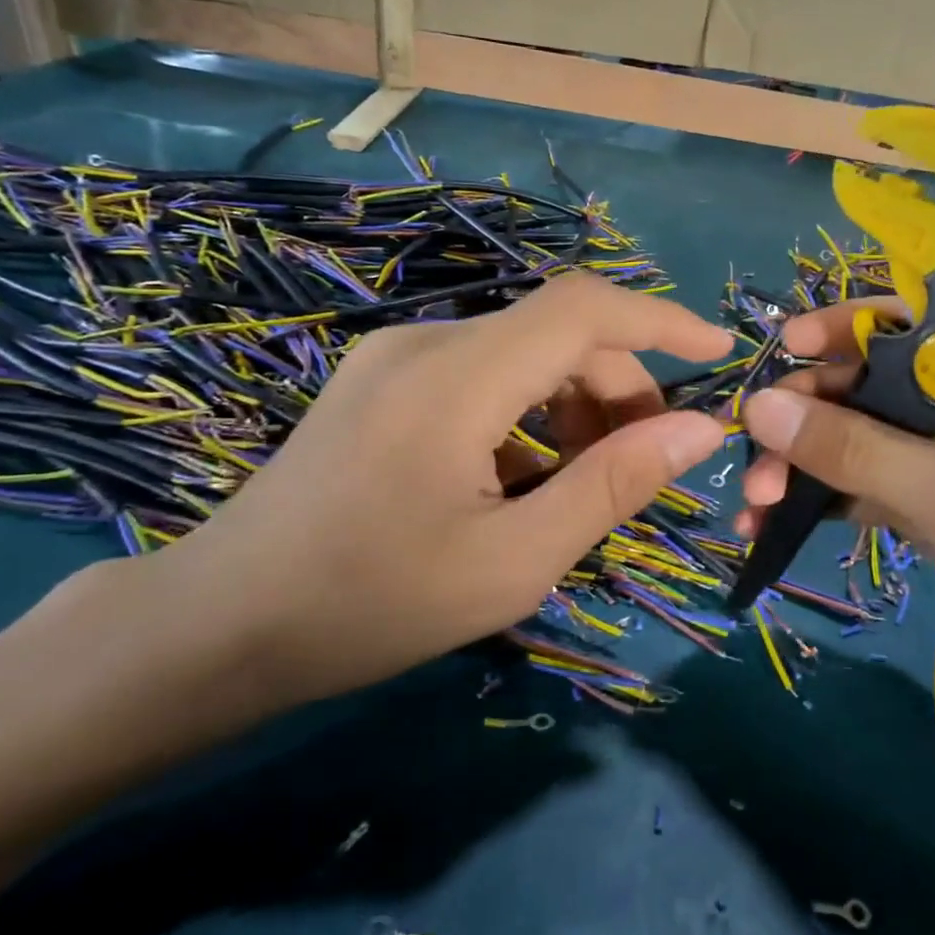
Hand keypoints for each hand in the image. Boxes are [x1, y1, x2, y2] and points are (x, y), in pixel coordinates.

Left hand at [139, 273, 732, 710]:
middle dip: (620, 387)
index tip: (719, 353)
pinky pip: (483, 374)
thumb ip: (614, 485)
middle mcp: (426, 342)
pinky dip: (528, 412)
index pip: (584, 308)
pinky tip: (519, 478)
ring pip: (522, 353)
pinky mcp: (380, 381)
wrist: (216, 627)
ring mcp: (395, 357)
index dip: (661, 320)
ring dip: (575, 403)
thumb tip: (701, 429)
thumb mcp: (514, 561)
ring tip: (583, 480)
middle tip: (645, 461)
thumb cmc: (370, 604)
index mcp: (457, 377)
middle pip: (557, 334)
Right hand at [737, 302, 934, 734]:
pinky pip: (877, 485)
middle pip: (892, 385)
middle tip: (755, 440)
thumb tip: (760, 405)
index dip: (858, 328)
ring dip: (812, 462)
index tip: (791, 346)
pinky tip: (773, 520)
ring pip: (875, 439)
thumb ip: (858, 450)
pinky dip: (829, 499)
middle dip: (818, 414)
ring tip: (755, 496)